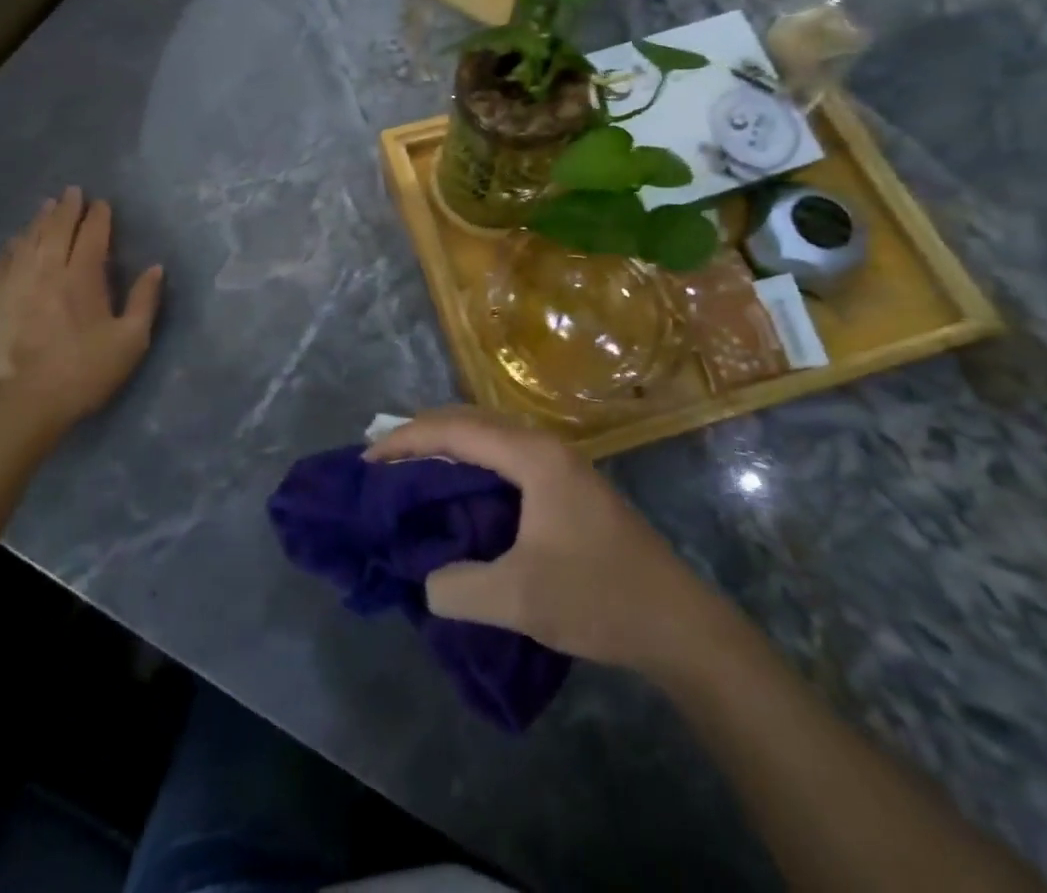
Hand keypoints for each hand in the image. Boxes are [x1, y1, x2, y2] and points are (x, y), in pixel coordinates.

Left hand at [0, 187, 164, 425]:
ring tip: (48, 207)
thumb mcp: (130, 342)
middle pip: (56, 229)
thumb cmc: (83, 373)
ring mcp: (13, 283)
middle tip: (73, 192)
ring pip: (28, 240)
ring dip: (40, 220)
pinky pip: (3, 261)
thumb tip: (155, 268)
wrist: (19, 405)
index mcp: (82, 277)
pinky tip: (16, 242)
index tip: (102, 204)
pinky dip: (14, 246)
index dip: (98, 216)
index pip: (92, 235)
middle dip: (67, 208)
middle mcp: (46, 270)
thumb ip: (145, 301)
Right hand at [367, 407, 699, 669]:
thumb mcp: (518, 598)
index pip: (454, 430)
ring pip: (488, 437)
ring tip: (410, 472)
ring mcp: (559, 464)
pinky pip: (503, 458)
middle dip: (422, 435)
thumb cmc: (599, 598)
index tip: (367, 461)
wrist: (679, 625)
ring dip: (447, 448)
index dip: (406, 441)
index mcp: (532, 455)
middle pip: (470, 421)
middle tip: (382, 461)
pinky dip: (470, 465)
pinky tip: (457, 494)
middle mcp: (544, 446)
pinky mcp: (566, 487)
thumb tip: (428, 578)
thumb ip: (456, 586)